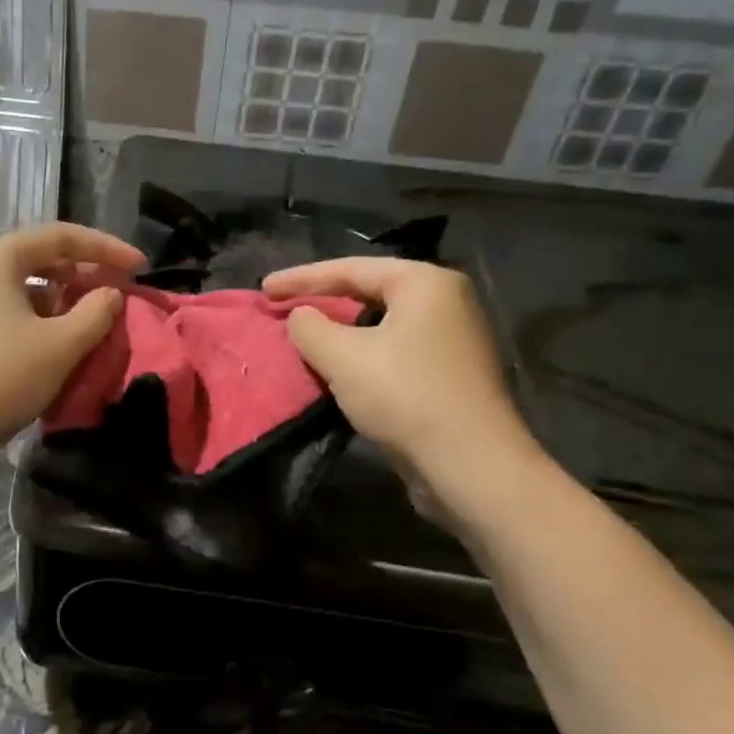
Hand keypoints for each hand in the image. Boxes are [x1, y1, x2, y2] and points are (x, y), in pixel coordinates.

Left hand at [0, 222, 144, 468]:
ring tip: (92, 318)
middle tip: (117, 290)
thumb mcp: (61, 344)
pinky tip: (58, 342)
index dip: (106, 248)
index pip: (61, 237)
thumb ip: (96, 312)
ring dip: (62, 298)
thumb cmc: (1, 375)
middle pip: (39, 258)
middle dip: (83, 272)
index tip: (140, 266)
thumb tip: (111, 293)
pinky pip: (7, 311)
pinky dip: (39, 318)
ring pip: (23, 287)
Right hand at [261, 258, 543, 518]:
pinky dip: (361, 357)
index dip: (301, 278)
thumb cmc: (404, 396)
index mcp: (425, 283)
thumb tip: (301, 317)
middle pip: (369, 292)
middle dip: (323, 302)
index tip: (263, 289)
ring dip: (340, 333)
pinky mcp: (449, 376)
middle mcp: (446, 302)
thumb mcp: (342, 357)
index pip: (351, 268)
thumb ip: (310, 327)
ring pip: (380, 326)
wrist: (469, 465)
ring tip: (303, 338)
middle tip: (281, 308)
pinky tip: (337, 370)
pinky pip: (393, 353)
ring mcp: (451, 340)